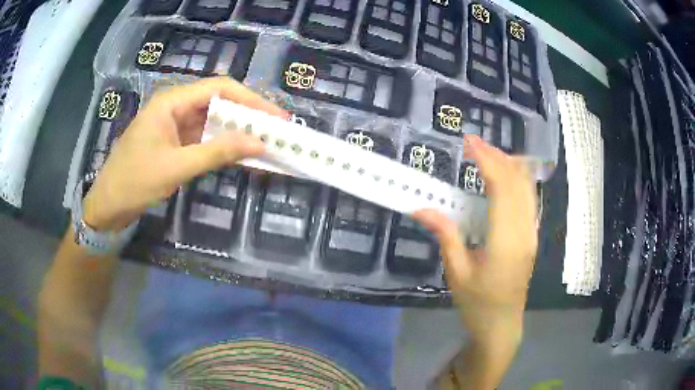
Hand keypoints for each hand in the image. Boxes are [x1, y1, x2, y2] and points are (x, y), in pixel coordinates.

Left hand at [82, 77, 285, 230]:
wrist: (108, 205)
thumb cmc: (134, 182)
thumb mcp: (176, 167)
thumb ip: (217, 152)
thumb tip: (259, 143)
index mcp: (172, 101)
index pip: (219, 88)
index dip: (251, 99)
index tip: (277, 116)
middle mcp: (175, 106)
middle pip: (219, 101)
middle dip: (248, 114)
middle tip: (277, 130)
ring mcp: (175, 124)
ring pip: (213, 120)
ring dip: (237, 130)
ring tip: (264, 141)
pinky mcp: (175, 141)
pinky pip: (204, 137)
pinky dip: (223, 145)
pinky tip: (239, 154)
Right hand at [414, 135, 536, 341]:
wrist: (502, 324)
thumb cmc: (477, 303)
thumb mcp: (457, 273)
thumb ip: (445, 235)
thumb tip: (421, 208)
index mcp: (505, 241)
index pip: (501, 188)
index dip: (487, 160)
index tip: (469, 143)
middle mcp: (524, 231)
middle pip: (518, 181)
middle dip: (497, 156)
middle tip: (474, 143)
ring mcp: (532, 233)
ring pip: (527, 187)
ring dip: (509, 165)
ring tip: (487, 154)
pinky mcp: (532, 236)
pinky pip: (529, 198)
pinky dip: (518, 179)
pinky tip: (504, 175)